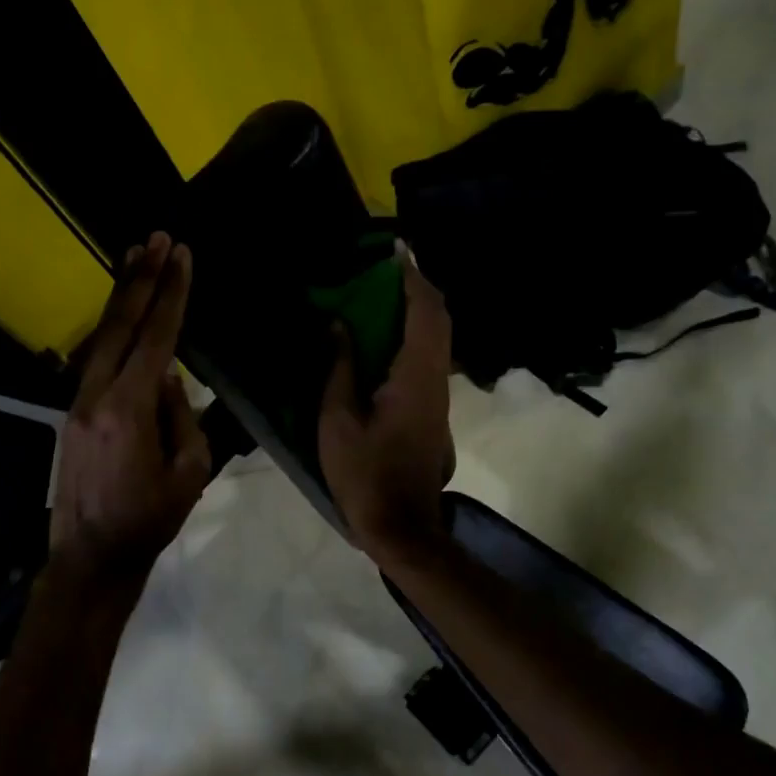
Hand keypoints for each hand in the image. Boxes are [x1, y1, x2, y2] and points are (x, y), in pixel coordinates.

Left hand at [49, 233, 210, 587]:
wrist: (92, 556)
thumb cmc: (150, 520)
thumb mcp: (189, 472)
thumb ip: (181, 416)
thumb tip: (168, 378)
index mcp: (128, 410)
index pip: (156, 339)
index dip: (171, 296)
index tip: (182, 256)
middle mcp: (95, 397)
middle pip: (119, 326)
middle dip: (141, 280)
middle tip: (156, 239)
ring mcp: (78, 404)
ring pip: (100, 338)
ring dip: (120, 298)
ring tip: (135, 258)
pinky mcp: (73, 415)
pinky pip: (94, 360)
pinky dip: (110, 330)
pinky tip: (121, 314)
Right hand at [318, 248, 455, 562]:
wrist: (402, 525)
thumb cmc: (365, 475)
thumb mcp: (338, 421)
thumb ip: (339, 368)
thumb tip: (339, 325)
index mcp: (415, 376)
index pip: (424, 312)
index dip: (412, 277)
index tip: (393, 250)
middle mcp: (436, 379)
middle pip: (438, 319)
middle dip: (416, 287)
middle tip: (384, 268)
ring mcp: (438, 396)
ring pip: (436, 338)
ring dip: (414, 310)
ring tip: (380, 293)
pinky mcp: (432, 409)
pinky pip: (427, 357)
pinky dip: (411, 335)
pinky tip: (383, 336)